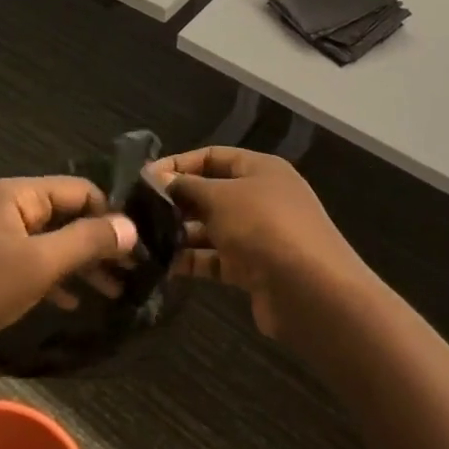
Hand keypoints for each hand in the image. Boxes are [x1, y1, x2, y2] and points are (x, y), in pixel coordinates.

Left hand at [0, 176, 138, 374]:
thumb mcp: (39, 263)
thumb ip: (87, 241)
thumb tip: (131, 226)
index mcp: (17, 195)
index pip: (79, 190)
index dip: (110, 213)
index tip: (139, 244)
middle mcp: (8, 209)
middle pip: (67, 215)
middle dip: (100, 242)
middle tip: (134, 271)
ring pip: (52, 243)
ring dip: (83, 264)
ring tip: (116, 291)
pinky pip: (34, 266)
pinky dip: (57, 279)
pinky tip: (76, 302)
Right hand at [150, 147, 373, 343]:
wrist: (312, 292)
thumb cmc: (264, 228)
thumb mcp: (220, 198)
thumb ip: (186, 187)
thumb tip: (157, 178)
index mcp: (260, 169)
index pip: (212, 156)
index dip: (178, 164)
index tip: (143, 178)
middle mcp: (260, 197)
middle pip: (210, 192)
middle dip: (175, 201)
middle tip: (137, 212)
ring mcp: (258, 234)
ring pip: (210, 228)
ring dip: (180, 233)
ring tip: (143, 240)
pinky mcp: (253, 269)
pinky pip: (216, 258)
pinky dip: (192, 260)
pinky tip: (162, 265)